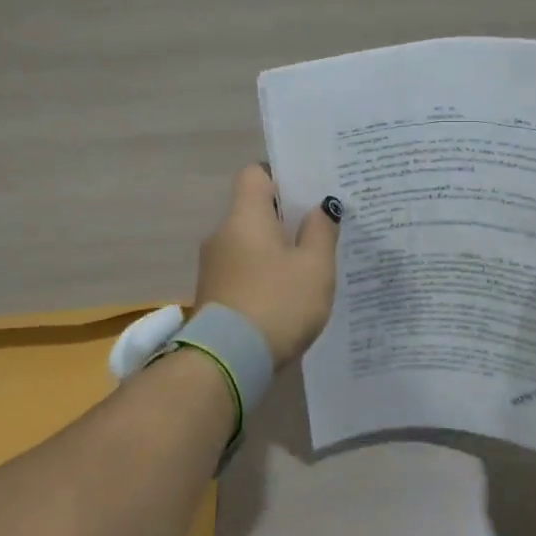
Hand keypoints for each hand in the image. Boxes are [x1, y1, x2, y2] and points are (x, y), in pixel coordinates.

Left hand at [196, 165, 342, 368]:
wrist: (229, 362)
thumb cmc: (278, 302)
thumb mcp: (315, 266)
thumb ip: (321, 231)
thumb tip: (320, 207)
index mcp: (245, 216)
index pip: (255, 174)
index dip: (282, 176)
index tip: (308, 191)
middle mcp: (222, 233)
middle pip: (254, 209)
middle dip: (286, 217)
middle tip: (320, 228)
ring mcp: (214, 266)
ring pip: (250, 242)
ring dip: (276, 249)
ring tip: (310, 264)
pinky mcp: (214, 294)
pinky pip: (244, 269)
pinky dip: (265, 273)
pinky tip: (289, 292)